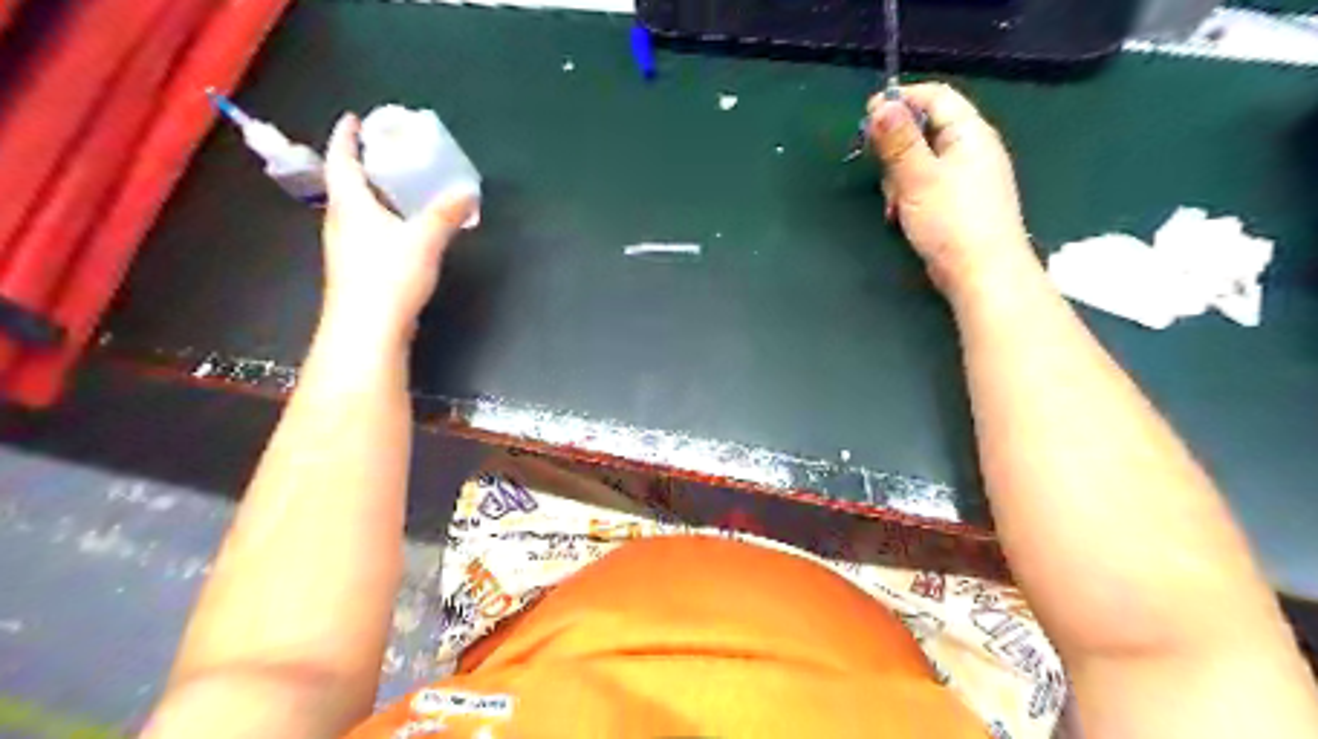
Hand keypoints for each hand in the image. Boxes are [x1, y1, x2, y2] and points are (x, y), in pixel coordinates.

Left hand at [322, 113, 476, 347]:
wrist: (367, 330)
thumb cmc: (388, 277)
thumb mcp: (425, 239)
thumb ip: (446, 214)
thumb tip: (468, 191)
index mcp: (350, 204)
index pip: (341, 160)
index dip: (345, 137)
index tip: (354, 120)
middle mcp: (341, 222)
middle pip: (345, 185)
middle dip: (362, 165)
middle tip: (385, 153)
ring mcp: (345, 248)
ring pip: (356, 211)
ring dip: (372, 195)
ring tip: (398, 188)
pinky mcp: (357, 270)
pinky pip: (366, 232)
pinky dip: (381, 220)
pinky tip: (402, 230)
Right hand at [872, 80, 1033, 297]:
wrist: (982, 274)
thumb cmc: (952, 221)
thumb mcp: (918, 177)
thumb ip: (899, 141)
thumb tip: (881, 105)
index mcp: (969, 133)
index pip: (935, 96)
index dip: (901, 99)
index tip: (867, 116)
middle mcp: (971, 150)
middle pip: (925, 129)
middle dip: (896, 148)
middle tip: (878, 169)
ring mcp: (966, 178)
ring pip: (921, 162)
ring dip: (898, 178)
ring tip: (892, 204)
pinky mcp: (958, 204)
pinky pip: (926, 186)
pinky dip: (908, 195)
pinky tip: (899, 216)